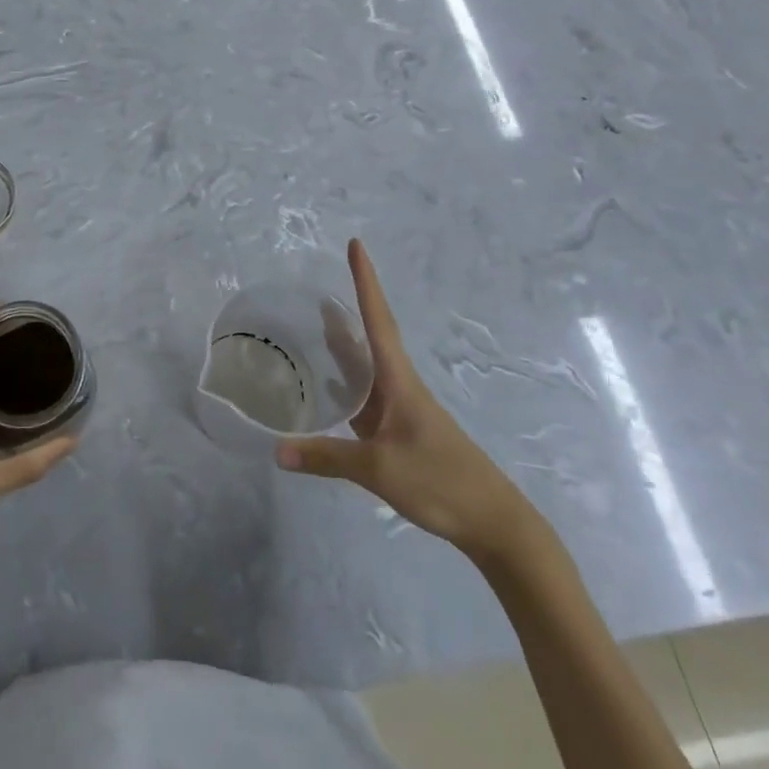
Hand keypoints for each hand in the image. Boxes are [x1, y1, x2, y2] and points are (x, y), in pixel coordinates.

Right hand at [277, 240, 533, 561]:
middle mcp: (399, 385)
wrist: (493, 523)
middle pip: (371, 335)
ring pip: (367, 366)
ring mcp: (400, 409)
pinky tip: (326, 387)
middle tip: (318, 285)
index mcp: (399, 380)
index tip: (356, 244)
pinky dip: (344, 383)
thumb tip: (276, 451)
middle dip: (350, 306)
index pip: (378, 319)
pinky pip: (365, 396)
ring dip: (345, 344)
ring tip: (314, 325)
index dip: (366, 281)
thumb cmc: (441, 481)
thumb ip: (326, 458)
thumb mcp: (379, 469)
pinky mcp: (399, 432)